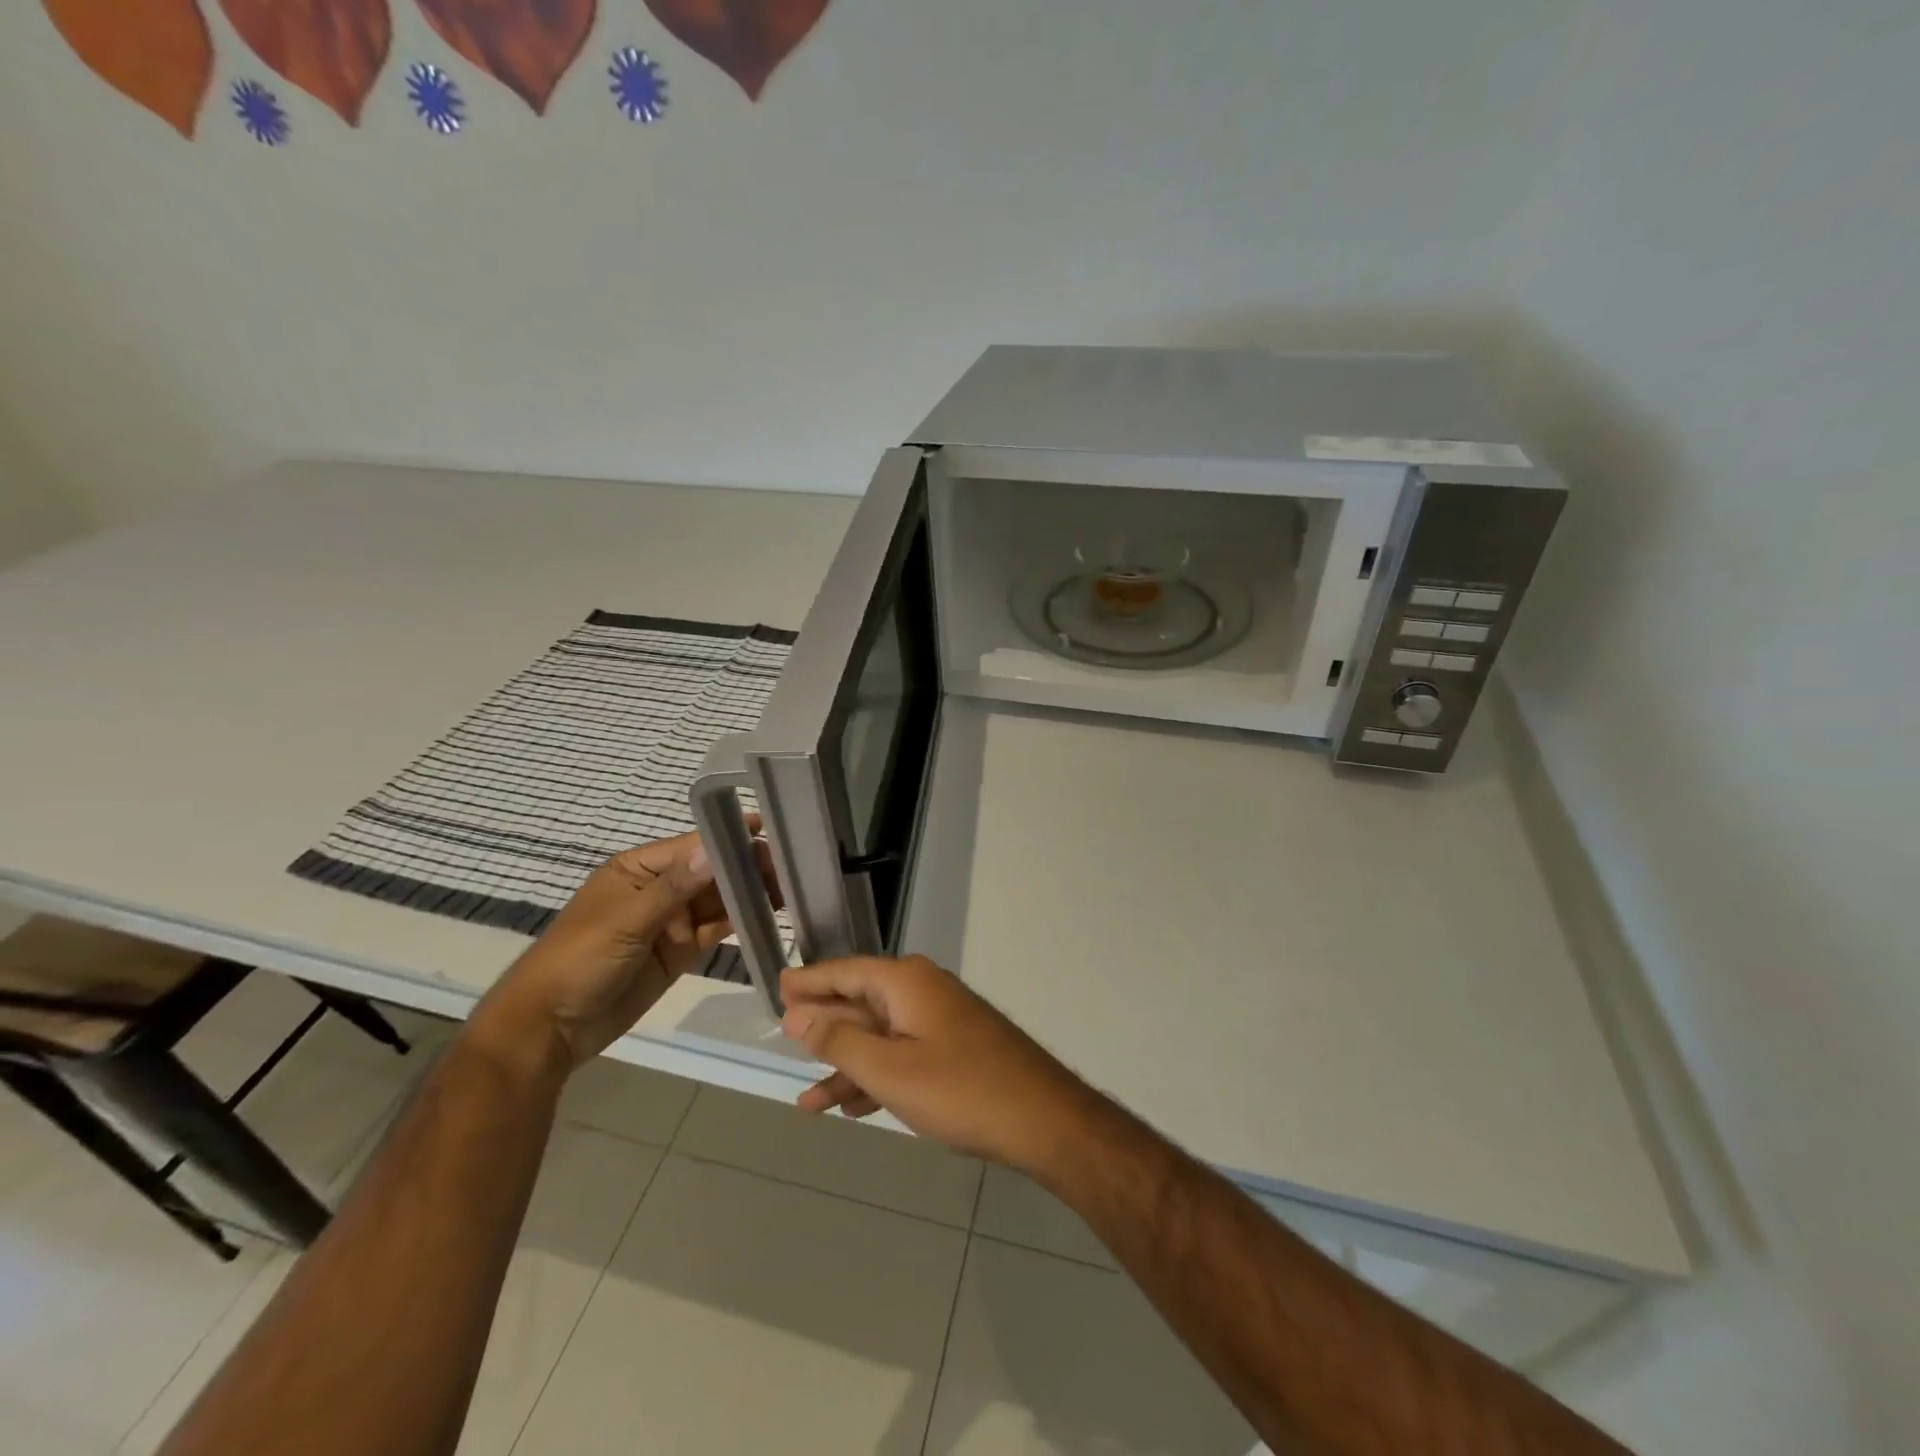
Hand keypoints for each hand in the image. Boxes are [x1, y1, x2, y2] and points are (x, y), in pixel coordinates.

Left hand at [473, 828, 772, 1075]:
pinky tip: (769, 913)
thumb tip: (715, 850)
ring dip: (748, 893)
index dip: (729, 838)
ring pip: (717, 900)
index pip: (692, 846)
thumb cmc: (579, 960)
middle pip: (710, 872)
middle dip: (746, 867)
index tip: (769, 829)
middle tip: (790, 865)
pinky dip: (740, 921)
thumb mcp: (626, 920)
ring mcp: (670, 921)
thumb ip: (674, 888)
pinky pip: (715, 929)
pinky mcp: (680, 951)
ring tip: (790, 887)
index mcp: (638, 869)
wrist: (551, 1029)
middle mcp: (658, 889)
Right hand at [780, 955, 1099, 1169]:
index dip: (810, 982)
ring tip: (808, 1101)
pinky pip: (902, 1055)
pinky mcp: (954, 1049)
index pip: (845, 972)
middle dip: (823, 1027)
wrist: (1041, 1118)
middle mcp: (922, 991)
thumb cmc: (959, 1090)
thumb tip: (797, 1013)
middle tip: (783, 1038)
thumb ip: (840, 1040)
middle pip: (861, 1002)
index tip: (778, 988)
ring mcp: (941, 1020)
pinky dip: (876, 1077)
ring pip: (880, 1036)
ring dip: (846, 1066)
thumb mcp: (889, 1068)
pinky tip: (853, 1107)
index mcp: (906, 982)